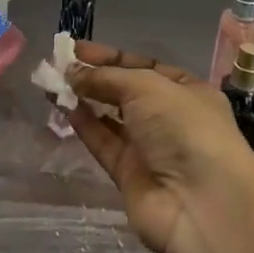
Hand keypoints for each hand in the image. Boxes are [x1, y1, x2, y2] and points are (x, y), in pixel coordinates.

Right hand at [66, 41, 253, 252]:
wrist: (202, 204)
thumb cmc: (184, 128)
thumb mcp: (146, 86)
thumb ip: (105, 76)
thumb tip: (71, 73)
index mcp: (187, 91)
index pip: (144, 66)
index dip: (110, 57)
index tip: (76, 49)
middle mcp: (170, 118)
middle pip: (125, 92)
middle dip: (94, 77)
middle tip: (58, 65)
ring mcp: (150, 149)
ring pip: (110, 118)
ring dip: (83, 99)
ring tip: (52, 83)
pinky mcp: (130, 176)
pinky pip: (103, 143)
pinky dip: (84, 125)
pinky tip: (62, 107)